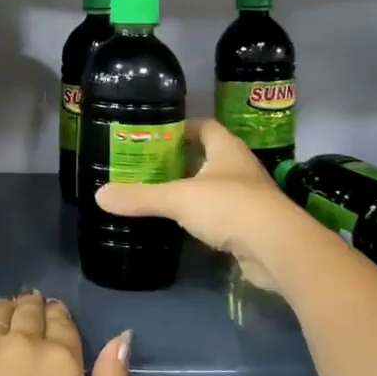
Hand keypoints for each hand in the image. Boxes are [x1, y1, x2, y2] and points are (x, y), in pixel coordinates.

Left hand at [0, 293, 128, 375]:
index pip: (62, 319)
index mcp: (60, 359)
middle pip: (30, 309)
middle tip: (33, 324)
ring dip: (8, 314)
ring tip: (8, 326)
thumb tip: (121, 337)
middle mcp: (19, 341)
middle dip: (35, 312)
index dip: (61, 320)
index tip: (58, 328)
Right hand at [94, 118, 309, 288]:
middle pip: (208, 157)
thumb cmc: (229, 206)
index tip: (157, 135)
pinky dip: (203, 218)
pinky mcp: (251, 227)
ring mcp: (249, 198)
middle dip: (182, 161)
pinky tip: (183, 226)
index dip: (183, 128)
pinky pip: (221, 215)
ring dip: (193, 191)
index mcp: (226, 149)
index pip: (205, 127)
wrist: (277, 249)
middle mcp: (240, 168)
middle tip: (149, 167)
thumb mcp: (177, 198)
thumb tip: (99, 196)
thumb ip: (139, 197)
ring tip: (160, 195)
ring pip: (215, 187)